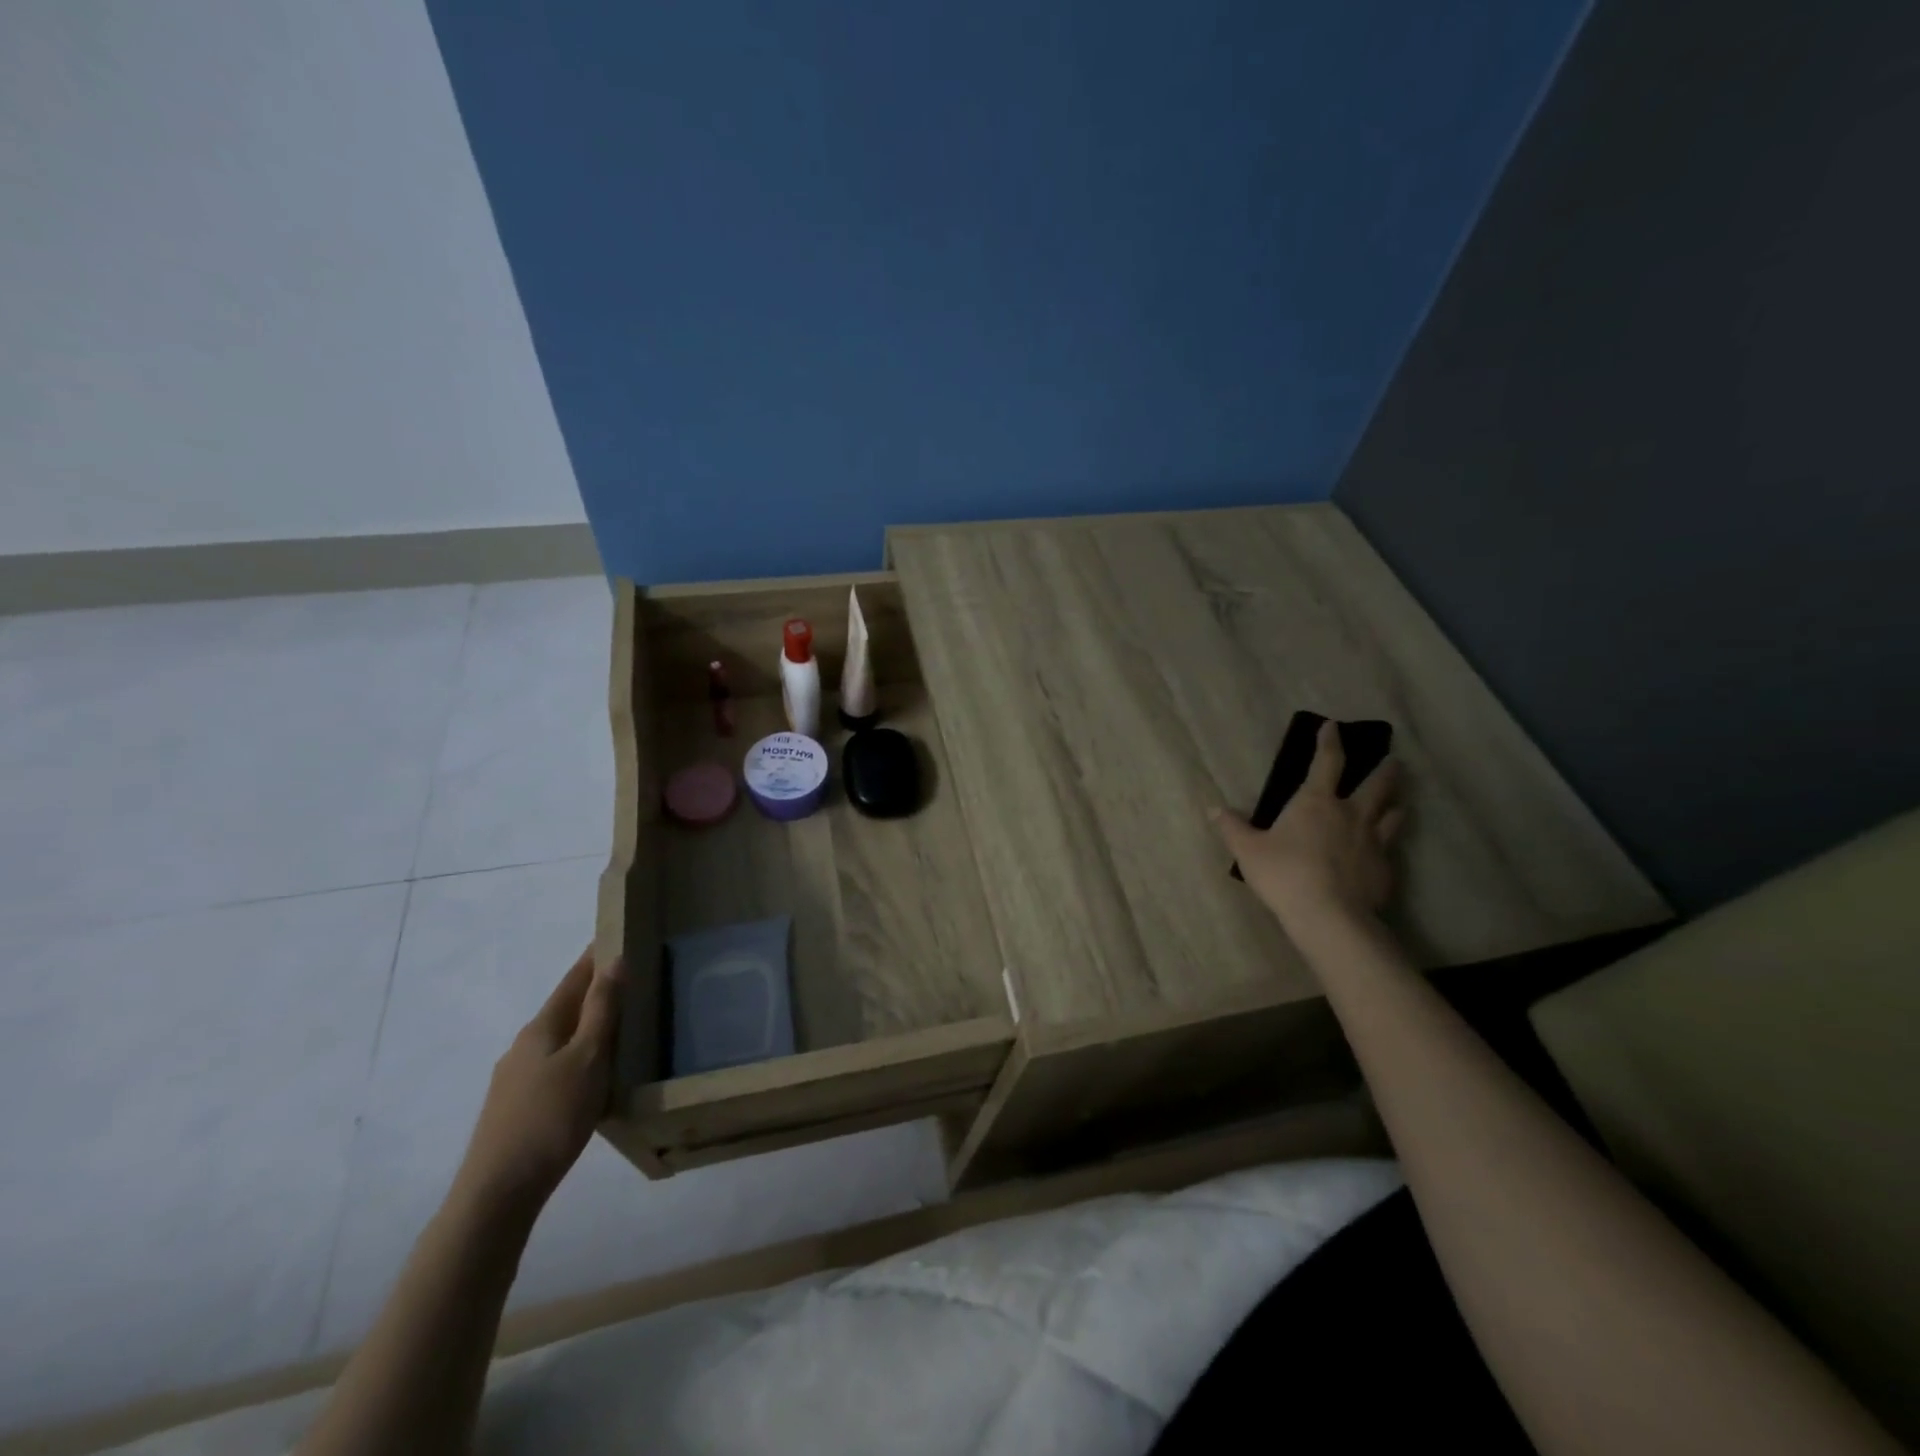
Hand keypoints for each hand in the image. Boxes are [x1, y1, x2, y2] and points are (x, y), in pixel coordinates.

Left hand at [453, 948, 622, 1215]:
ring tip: (621, 1026)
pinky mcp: (516, 1109)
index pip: (573, 980)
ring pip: (559, 1040)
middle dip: (594, 991)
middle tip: (632, 980)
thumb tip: (615, 960)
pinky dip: (579, 1057)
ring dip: (587, 1027)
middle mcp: (523, 1047)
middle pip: (564, 1008)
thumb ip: (602, 1010)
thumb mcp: (587, 1059)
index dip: (595, 958)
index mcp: (540, 1028)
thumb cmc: (550, 1117)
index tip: (618, 936)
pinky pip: (555, 1067)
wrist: (497, 1193)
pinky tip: (594, 1076)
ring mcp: (515, 1080)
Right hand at [1212, 719, 1404, 931]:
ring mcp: (1373, 841)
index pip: (1327, 761)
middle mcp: (1351, 814)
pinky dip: (1387, 845)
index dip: (1329, 741)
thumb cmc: (1284, 874)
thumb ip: (1232, 828)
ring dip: (1395, 804)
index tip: (1333, 726)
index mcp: (1316, 801)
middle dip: (1385, 770)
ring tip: (1397, 802)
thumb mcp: (1248, 850)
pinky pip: (1390, 850)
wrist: (1329, 916)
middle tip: (1394, 761)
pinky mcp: (1385, 869)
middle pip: (1377, 784)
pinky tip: (1382, 854)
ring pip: (1393, 814)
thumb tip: (1213, 809)